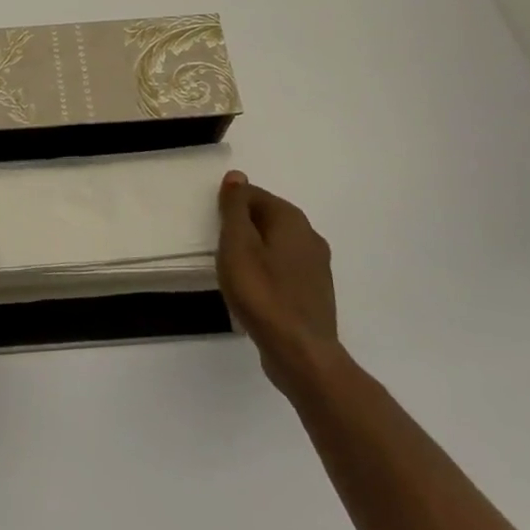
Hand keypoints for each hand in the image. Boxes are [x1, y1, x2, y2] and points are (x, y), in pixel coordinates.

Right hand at [216, 171, 337, 394]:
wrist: (300, 353)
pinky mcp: (315, 292)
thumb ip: (235, 208)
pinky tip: (253, 292)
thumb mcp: (237, 244)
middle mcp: (310, 236)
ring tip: (233, 271)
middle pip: (267, 219)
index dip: (230, 206)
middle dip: (242, 228)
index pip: (254, 195)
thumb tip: (237, 176)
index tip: (213, 227)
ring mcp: (317, 266)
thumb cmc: (262, 293)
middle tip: (219, 248)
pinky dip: (267, 273)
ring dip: (254, 251)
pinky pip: (284, 270)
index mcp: (291, 219)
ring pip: (276, 245)